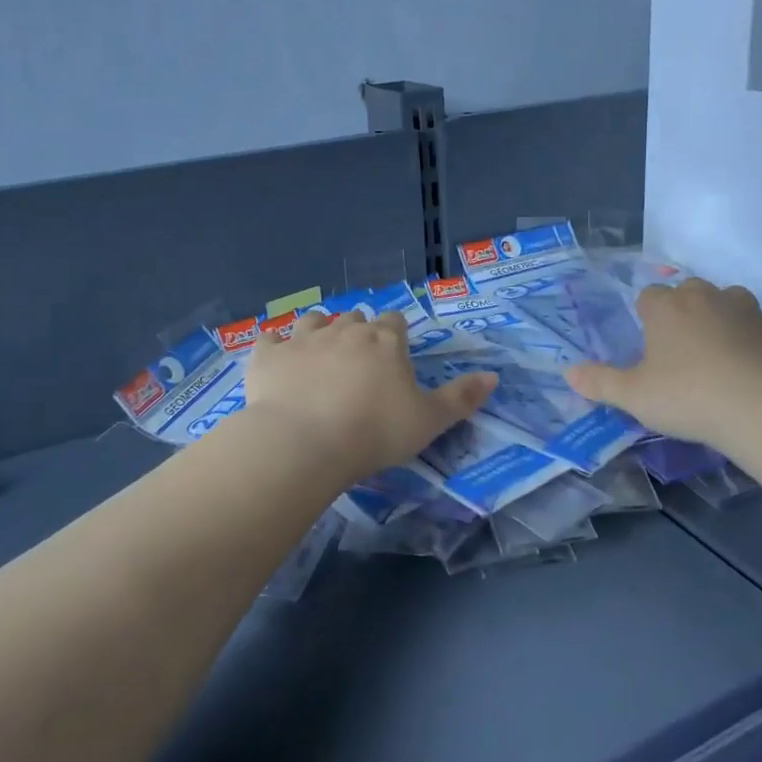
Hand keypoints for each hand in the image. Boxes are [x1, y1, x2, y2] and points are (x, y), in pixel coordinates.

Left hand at [245, 310, 497, 484]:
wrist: (305, 443)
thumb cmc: (375, 432)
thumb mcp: (430, 421)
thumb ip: (462, 397)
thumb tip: (493, 376)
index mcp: (385, 340)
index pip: (395, 322)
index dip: (396, 335)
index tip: (395, 356)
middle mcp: (344, 330)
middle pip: (354, 318)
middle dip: (358, 333)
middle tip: (359, 364)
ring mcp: (302, 339)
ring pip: (313, 320)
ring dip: (318, 331)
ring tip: (319, 355)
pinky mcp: (267, 356)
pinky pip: (269, 340)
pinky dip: (275, 347)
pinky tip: (277, 361)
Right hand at [567, 278, 761, 452]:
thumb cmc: (688, 396)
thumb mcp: (634, 396)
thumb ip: (600, 382)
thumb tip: (568, 372)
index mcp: (668, 307)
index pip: (649, 295)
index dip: (646, 316)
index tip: (647, 345)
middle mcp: (707, 297)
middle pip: (689, 292)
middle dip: (683, 312)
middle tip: (679, 351)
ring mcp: (749, 312)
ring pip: (729, 305)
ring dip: (721, 322)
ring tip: (717, 358)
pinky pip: (760, 332)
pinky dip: (753, 345)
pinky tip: (751, 374)